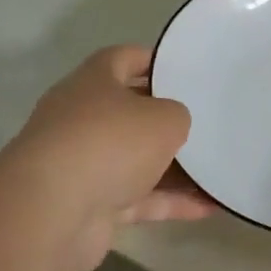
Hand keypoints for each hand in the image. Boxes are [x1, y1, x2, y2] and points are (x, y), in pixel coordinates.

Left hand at [1, 46, 215, 270]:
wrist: (53, 212)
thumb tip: (172, 126)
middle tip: (207, 120)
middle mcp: (82, 119)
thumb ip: (177, 115)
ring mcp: (84, 164)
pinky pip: (139, 198)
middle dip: (167, 119)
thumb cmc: (111, 143)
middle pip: (130, 112)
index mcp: (93, 83)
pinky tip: (208, 207)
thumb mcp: (164, 118)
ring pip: (136, 160)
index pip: (123, 59)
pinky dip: (170, 202)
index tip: (186, 69)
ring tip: (217, 169)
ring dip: (174, 167)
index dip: (154, 61)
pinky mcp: (90, 205)